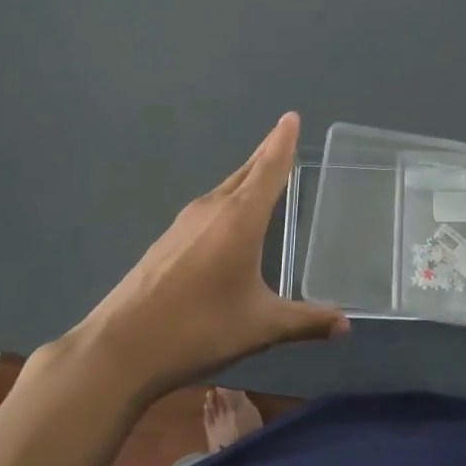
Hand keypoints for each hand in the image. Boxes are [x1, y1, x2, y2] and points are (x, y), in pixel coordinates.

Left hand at [55, 114, 347, 397]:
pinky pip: (207, 210)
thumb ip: (306, 321)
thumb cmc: (199, 329)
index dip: (282, 143)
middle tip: (284, 139)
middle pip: (245, 173)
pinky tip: (228, 224)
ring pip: (224, 191)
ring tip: (263, 178)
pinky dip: (227, 203)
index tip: (291, 117)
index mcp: (239, 219)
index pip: (268, 169)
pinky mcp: (166, 241)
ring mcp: (184, 224)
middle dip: (266, 155)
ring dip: (245, 180)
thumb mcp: (261, 327)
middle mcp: (212, 210)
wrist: (119, 348)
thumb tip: (346, 325)